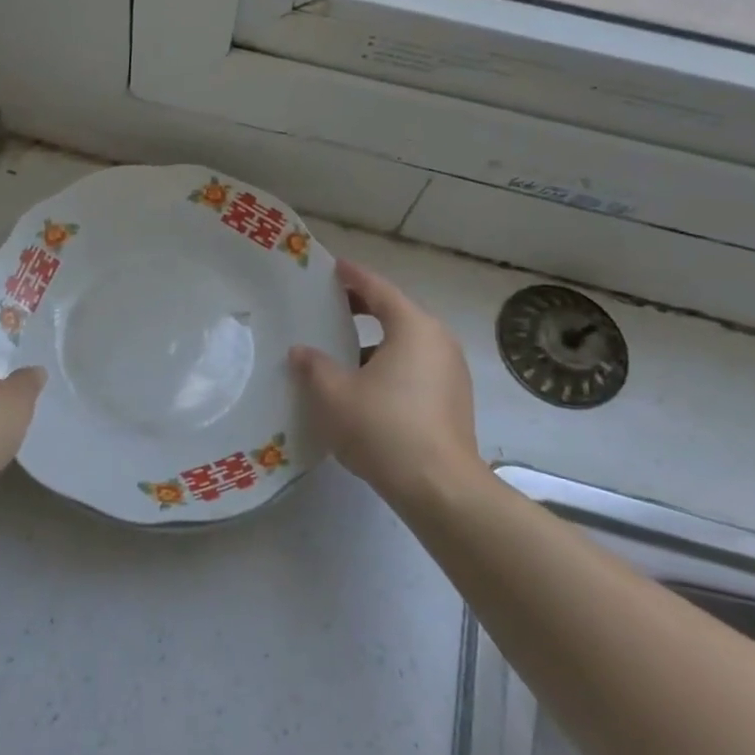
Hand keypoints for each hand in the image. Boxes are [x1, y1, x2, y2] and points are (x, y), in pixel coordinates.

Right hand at [290, 259, 482, 504]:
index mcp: (413, 328)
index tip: (333, 267)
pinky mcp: (453, 400)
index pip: (378, 289)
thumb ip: (314, 366)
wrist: (439, 487)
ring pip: (406, 344)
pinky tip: (364, 386)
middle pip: (396, 313)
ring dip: (374, 342)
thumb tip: (301, 351)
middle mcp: (438, 341)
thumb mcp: (334, 394)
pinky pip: (415, 368)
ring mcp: (451, 372)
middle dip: (362, 309)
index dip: (353, 277)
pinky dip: (389, 365)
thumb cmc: (383, 428)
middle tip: (330, 306)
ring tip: (340, 351)